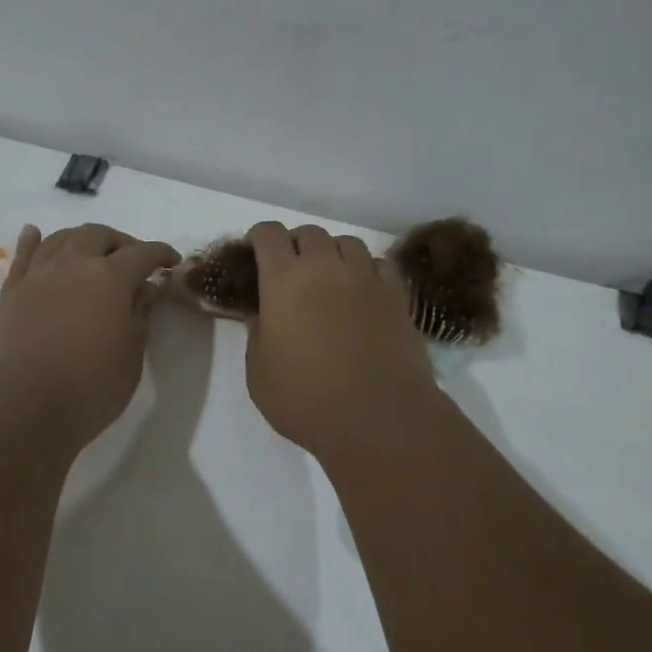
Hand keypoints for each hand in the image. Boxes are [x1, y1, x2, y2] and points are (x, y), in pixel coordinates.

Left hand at [0, 223, 180, 446]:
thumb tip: (147, 287)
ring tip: (92, 252)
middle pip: (98, 235)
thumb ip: (140, 315)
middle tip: (132, 261)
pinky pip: (23, 256)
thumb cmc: (90, 386)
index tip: (172, 262)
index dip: (161, 254)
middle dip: (120, 242)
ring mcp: (38, 276)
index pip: (142, 253)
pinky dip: (32, 241)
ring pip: (61, 239)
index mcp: (110, 278)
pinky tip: (35, 234)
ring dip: (82, 239)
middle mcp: (73, 265)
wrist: (21, 406)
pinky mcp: (10, 293)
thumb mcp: (130, 355)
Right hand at [243, 221, 439, 458]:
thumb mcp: (259, 373)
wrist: (378, 417)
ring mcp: (366, 278)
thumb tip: (261, 314)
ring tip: (329, 279)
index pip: (269, 234)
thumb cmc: (306, 400)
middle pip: (309, 233)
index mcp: (284, 280)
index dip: (258, 238)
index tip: (254, 255)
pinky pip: (379, 264)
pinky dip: (366, 269)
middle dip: (295, 245)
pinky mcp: (397, 295)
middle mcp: (325, 267)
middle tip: (290, 273)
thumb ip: (256, 334)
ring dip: (332, 253)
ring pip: (347, 242)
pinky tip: (362, 292)